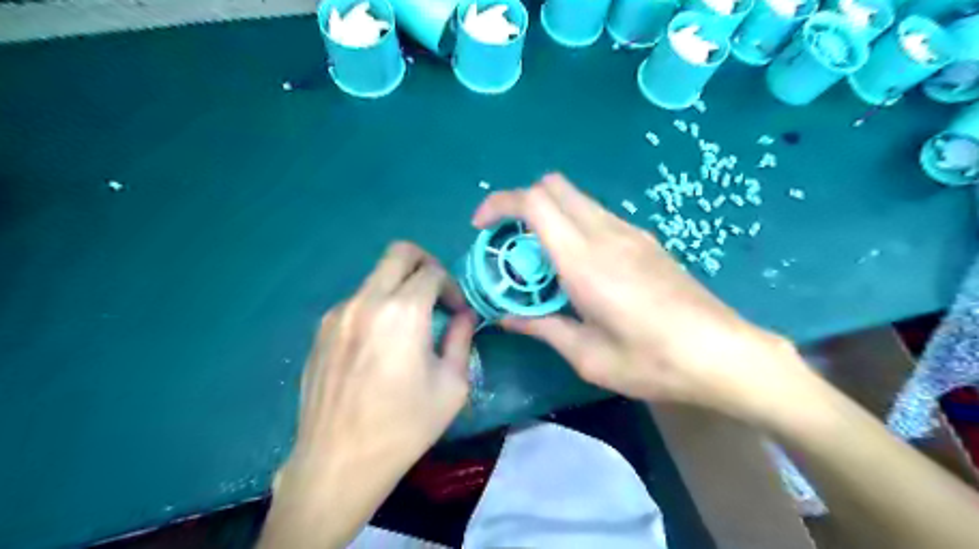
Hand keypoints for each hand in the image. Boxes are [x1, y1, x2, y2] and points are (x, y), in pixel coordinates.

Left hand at [260, 244, 473, 548]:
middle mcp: (366, 301)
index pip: (433, 272)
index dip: (452, 286)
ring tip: (408, 327)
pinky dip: (377, 307)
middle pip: (399, 252)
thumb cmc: (404, 426)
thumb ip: (461, 338)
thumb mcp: (451, 385)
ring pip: (376, 277)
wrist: (338, 462)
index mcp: (402, 312)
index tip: (457, 312)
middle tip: (436, 294)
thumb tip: (463, 315)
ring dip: (399, 288)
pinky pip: (357, 301)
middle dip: (426, 264)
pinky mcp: (321, 330)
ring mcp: (338, 313)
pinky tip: (379, 345)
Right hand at [472, 174, 802, 418]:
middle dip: (521, 203)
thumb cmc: (650, 361)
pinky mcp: (646, 240)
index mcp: (584, 259)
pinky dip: (574, 225)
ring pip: (576, 199)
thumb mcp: (587, 355)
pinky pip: (598, 215)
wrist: (722, 353)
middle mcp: (605, 233)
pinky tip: (579, 266)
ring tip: (542, 259)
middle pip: (553, 186)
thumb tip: (506, 319)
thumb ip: (542, 328)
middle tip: (510, 243)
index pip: (534, 201)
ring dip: (549, 215)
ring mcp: (630, 232)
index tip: (482, 227)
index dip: (499, 204)